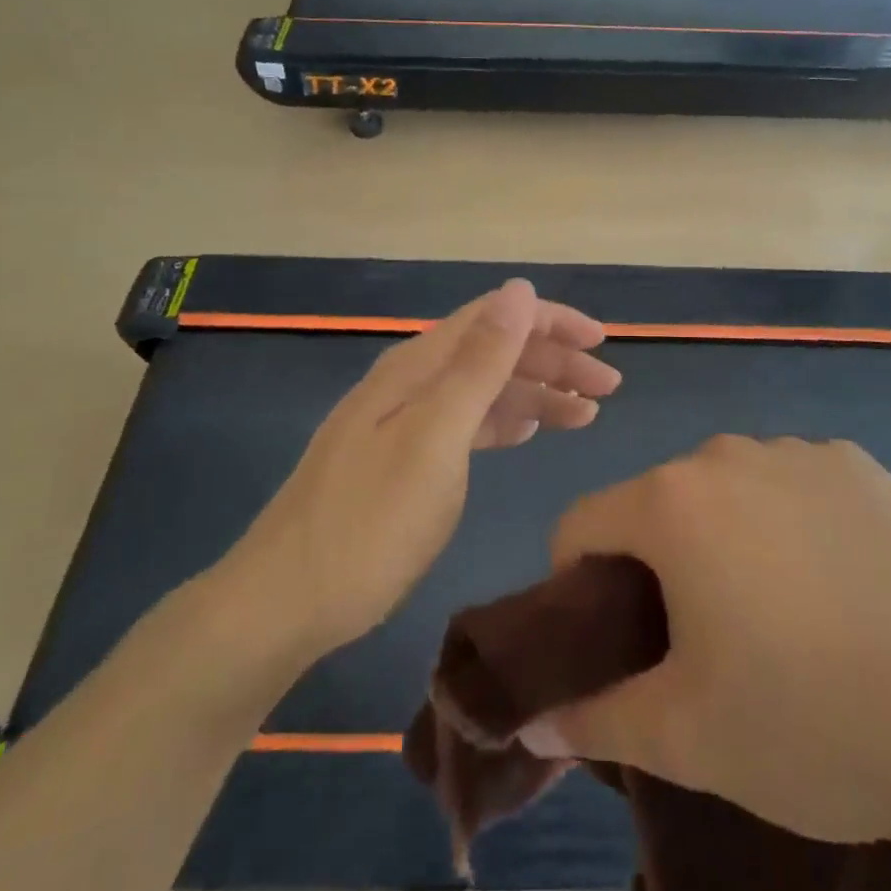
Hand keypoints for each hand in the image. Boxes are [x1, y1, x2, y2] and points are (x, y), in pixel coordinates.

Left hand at [221, 279, 621, 662]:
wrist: (284, 601)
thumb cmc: (370, 521)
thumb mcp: (436, 437)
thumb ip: (480, 362)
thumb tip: (520, 290)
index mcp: (419, 365)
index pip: (495, 317)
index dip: (551, 320)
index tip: (602, 342)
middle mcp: (412, 380)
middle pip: (494, 350)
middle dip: (554, 359)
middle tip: (607, 389)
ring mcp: (404, 419)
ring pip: (484, 388)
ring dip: (537, 392)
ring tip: (585, 414)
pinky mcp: (402, 457)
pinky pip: (466, 421)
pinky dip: (505, 420)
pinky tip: (529, 430)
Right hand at [525, 437, 890, 885]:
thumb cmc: (821, 719)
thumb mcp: (693, 739)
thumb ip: (598, 721)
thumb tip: (538, 721)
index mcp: (676, 500)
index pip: (581, 523)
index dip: (575, 585)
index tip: (607, 644)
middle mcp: (733, 455)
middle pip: (661, 505)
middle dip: (658, 567)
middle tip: (698, 649)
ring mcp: (809, 454)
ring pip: (733, 496)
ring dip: (729, 546)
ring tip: (783, 629)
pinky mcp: (872, 470)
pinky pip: (802, 494)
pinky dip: (797, 535)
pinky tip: (852, 603)